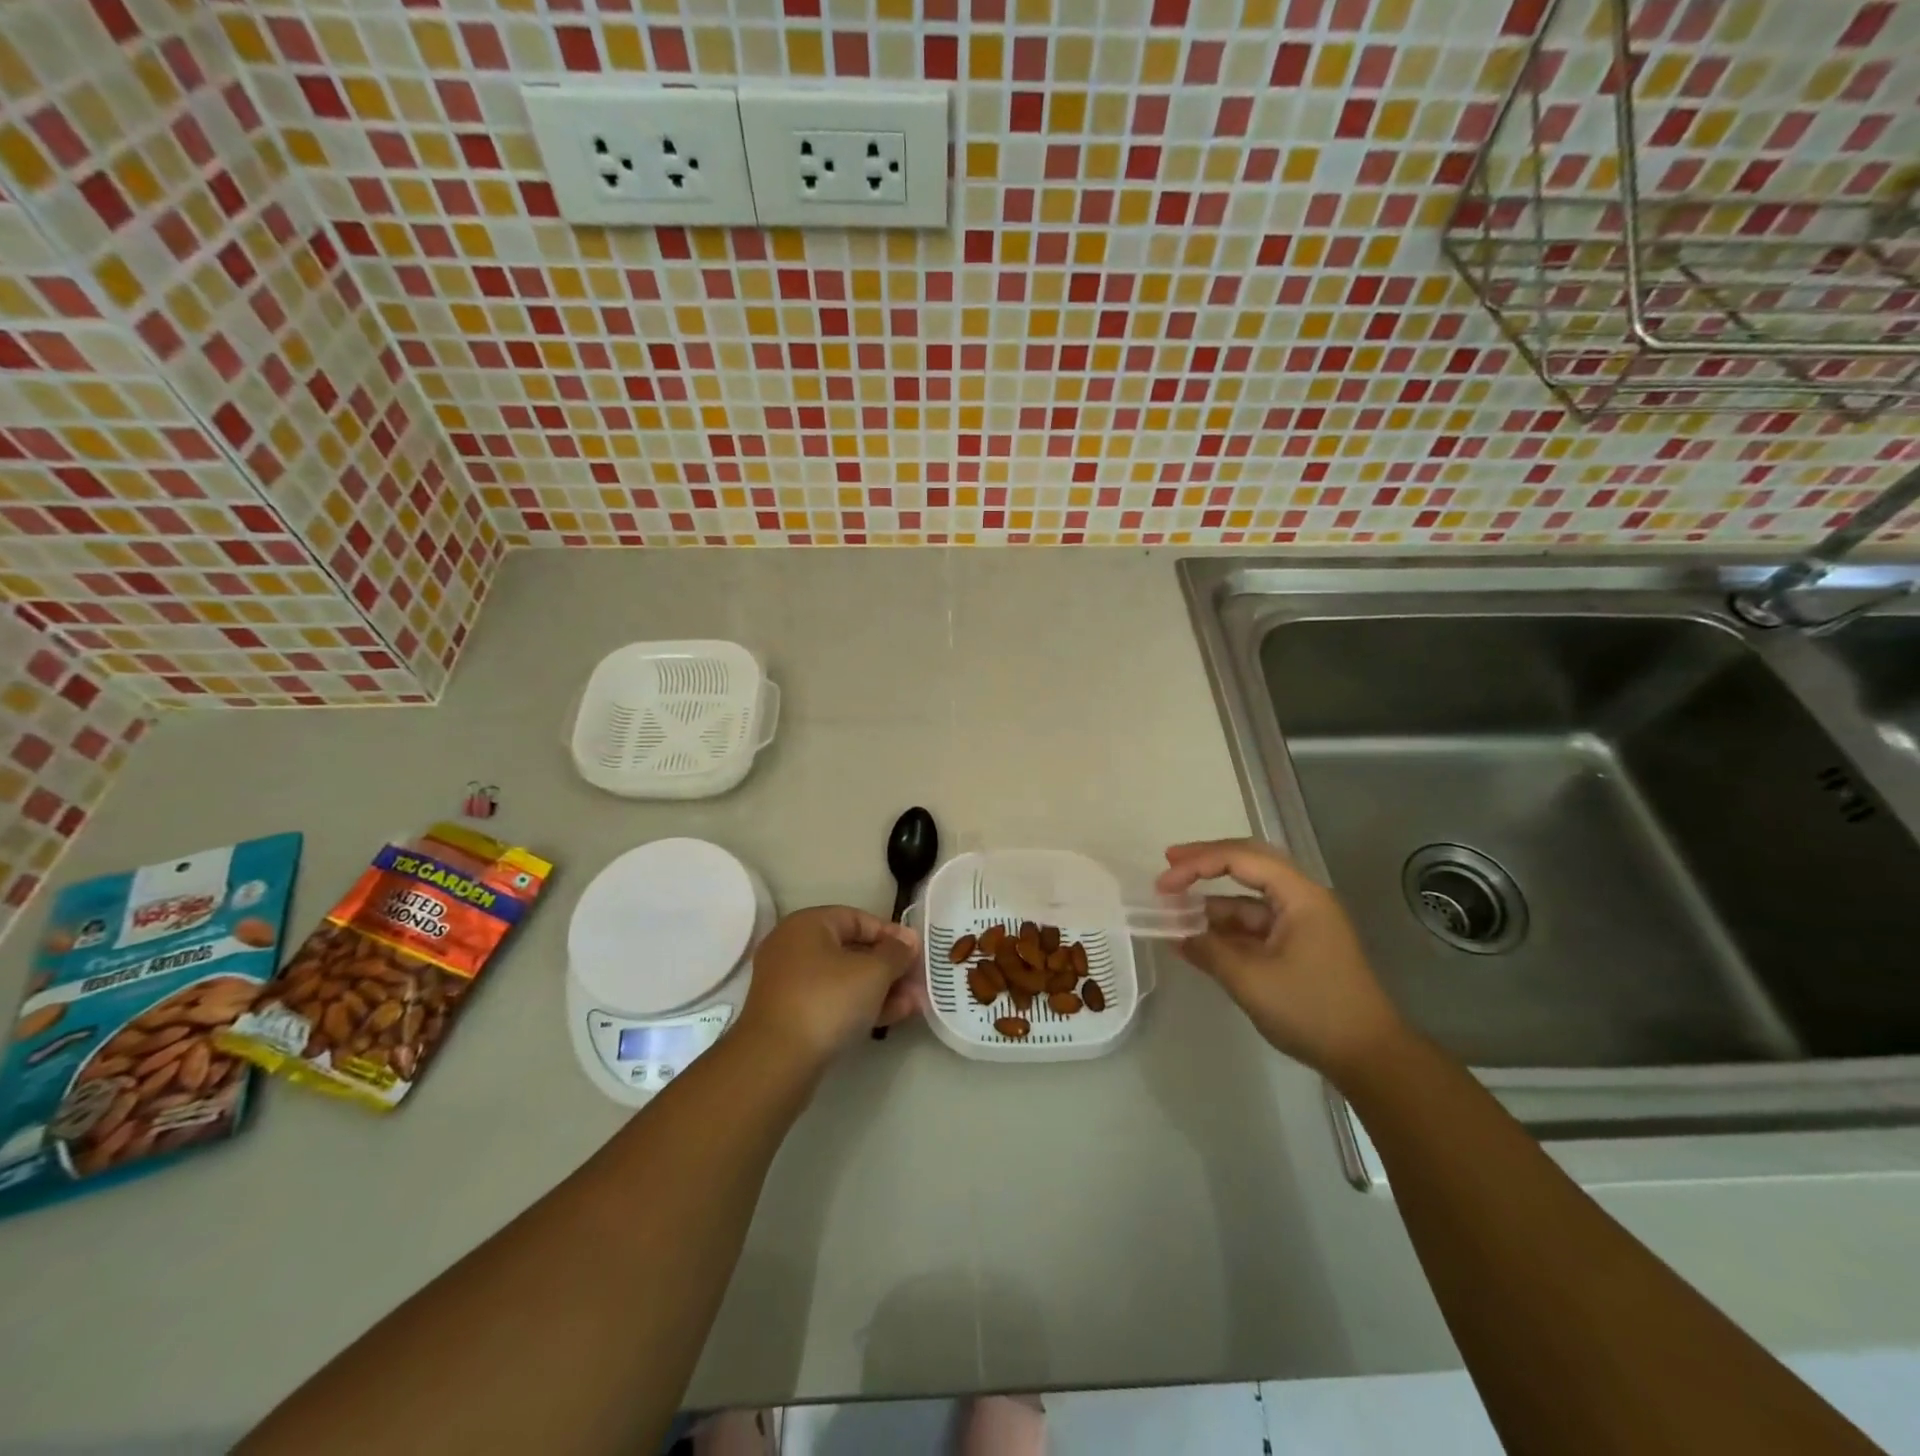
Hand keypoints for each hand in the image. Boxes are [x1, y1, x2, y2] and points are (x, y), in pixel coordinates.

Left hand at [737, 906, 921, 1072]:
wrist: (776, 1061)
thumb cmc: (827, 1000)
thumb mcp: (873, 972)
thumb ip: (897, 953)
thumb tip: (909, 941)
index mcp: (808, 924)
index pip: (858, 918)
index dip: (891, 934)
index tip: (917, 953)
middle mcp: (794, 947)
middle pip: (852, 950)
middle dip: (889, 967)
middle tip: (919, 981)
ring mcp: (790, 983)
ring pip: (844, 979)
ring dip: (881, 989)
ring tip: (915, 1003)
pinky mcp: (791, 1015)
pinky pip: (832, 1001)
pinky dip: (860, 1005)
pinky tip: (893, 1016)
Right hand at [1157, 839, 1403, 1079]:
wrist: (1370, 1058)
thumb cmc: (1313, 1010)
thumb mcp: (1251, 980)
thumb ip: (1209, 951)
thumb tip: (1177, 935)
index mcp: (1300, 896)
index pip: (1241, 858)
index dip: (1197, 864)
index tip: (1163, 882)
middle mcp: (1302, 899)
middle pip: (1249, 864)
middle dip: (1206, 863)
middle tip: (1169, 865)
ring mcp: (1302, 923)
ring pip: (1250, 898)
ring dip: (1213, 902)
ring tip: (1174, 909)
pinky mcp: (1299, 946)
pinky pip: (1255, 925)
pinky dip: (1226, 928)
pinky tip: (1197, 938)